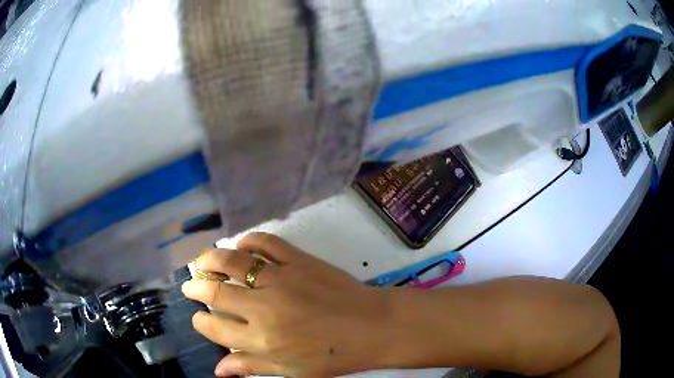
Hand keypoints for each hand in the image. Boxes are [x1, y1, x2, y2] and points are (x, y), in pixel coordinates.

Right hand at [181, 233, 390, 376]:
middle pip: (215, 292)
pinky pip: (265, 242)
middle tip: (191, 285)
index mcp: (261, 340)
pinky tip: (240, 245)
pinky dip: (248, 240)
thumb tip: (218, 371)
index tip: (198, 318)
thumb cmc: (333, 356)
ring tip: (202, 262)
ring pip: (232, 262)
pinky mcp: (298, 260)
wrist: (372, 327)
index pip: (215, 329)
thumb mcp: (291, 371)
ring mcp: (280, 279)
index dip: (201, 322)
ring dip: (210, 260)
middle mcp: (263, 308)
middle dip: (196, 288)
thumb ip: (251, 367)